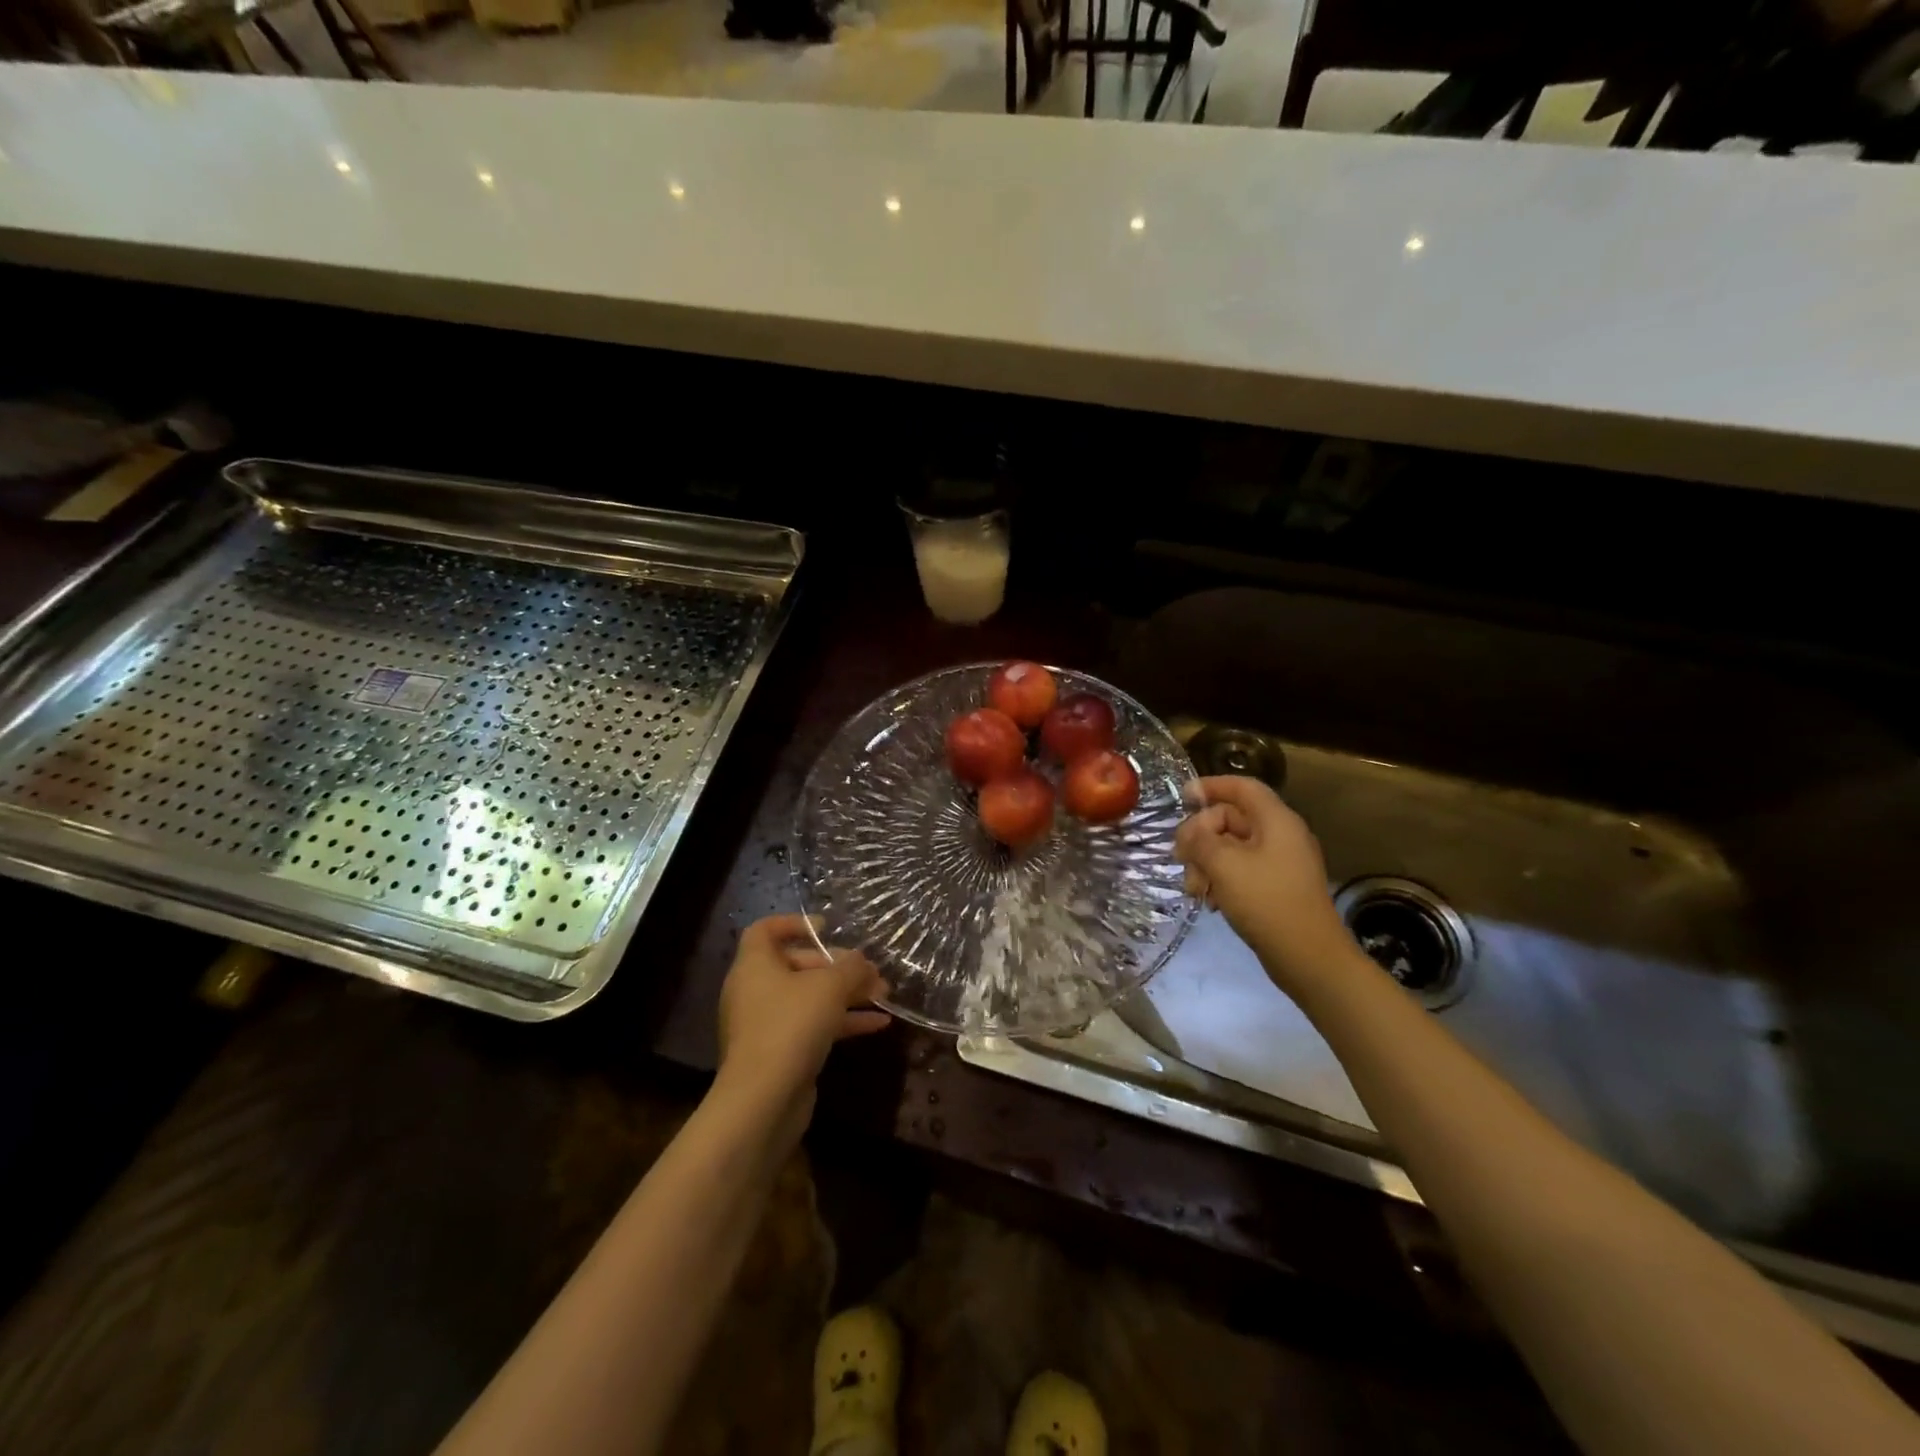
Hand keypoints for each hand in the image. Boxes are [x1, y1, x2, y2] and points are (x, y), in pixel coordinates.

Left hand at [716, 914, 889, 1113]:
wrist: (763, 1100)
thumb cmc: (791, 1025)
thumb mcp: (829, 987)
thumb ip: (850, 968)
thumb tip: (862, 961)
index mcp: (755, 965)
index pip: (766, 930)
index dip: (795, 923)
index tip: (827, 928)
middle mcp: (755, 991)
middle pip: (797, 965)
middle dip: (837, 965)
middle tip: (870, 970)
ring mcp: (766, 1024)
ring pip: (809, 998)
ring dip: (847, 994)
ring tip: (884, 994)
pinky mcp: (780, 1053)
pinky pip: (813, 1026)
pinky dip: (842, 1021)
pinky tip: (879, 1024)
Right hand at [1174, 776, 1352, 987]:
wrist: (1308, 957)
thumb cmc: (1266, 901)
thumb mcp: (1223, 864)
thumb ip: (1199, 839)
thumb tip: (1189, 831)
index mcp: (1276, 821)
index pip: (1242, 787)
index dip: (1211, 786)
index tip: (1182, 797)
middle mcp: (1281, 835)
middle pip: (1231, 819)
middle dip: (1200, 836)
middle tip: (1180, 858)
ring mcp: (1280, 863)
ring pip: (1231, 848)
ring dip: (1206, 862)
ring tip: (1194, 889)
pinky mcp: (1276, 887)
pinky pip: (1241, 870)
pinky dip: (1220, 879)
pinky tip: (1209, 901)